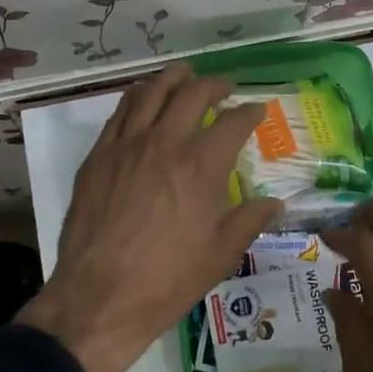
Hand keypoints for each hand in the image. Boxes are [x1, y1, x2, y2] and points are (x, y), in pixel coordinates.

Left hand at [17, 62, 279, 371]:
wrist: (99, 297)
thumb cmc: (167, 281)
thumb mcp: (220, 255)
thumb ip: (249, 221)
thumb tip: (274, 203)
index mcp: (201, 166)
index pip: (233, 123)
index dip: (250, 112)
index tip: (257, 110)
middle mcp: (164, 143)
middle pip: (191, 94)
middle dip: (214, 84)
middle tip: (224, 86)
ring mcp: (126, 146)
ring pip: (150, 93)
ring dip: (172, 78)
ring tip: (184, 73)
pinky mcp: (98, 157)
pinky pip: (119, 113)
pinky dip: (137, 98)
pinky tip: (143, 100)